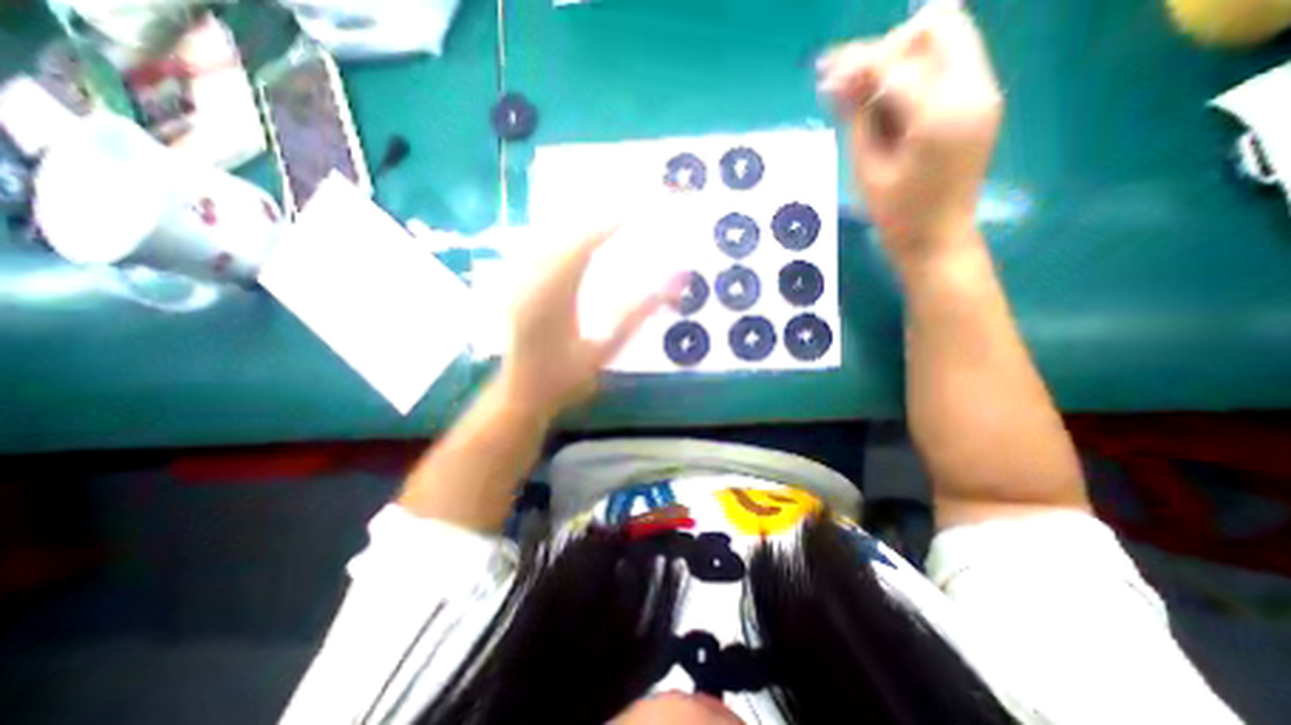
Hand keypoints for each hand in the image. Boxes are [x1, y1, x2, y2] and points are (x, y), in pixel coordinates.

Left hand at [497, 225, 685, 417]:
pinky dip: (560, 239)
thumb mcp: (606, 350)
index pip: (581, 248)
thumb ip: (638, 314)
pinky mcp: (513, 283)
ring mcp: (516, 280)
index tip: (632, 213)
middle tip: (624, 214)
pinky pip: (536, 248)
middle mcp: (529, 281)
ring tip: (605, 222)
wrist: (522, 394)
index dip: (605, 226)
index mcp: (552, 298)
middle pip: (561, 235)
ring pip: (546, 237)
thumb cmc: (566, 379)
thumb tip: (673, 284)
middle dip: (593, 220)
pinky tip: (576, 240)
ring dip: (576, 226)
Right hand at [821, 6, 1002, 265]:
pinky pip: (949, 62)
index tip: (824, 77)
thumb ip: (857, 119)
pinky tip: (887, 101)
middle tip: (852, 85)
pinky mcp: (981, 100)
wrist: (938, 240)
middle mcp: (974, 89)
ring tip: (865, 94)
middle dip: (886, 49)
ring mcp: (984, 91)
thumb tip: (836, 81)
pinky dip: (915, 71)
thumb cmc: (896, 217)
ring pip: (946, 37)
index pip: (896, 63)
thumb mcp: (867, 170)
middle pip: (935, 26)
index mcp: (940, 116)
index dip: (856, 65)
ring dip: (900, 57)